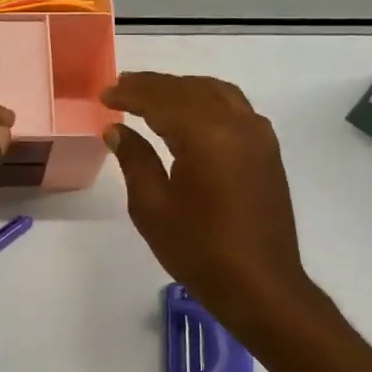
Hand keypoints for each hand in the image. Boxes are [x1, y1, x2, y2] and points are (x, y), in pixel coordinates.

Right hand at [101, 72, 322, 331]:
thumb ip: (135, 160)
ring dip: (181, 89)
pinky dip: (207, 100)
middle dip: (153, 86)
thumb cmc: (199, 250)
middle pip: (189, 90)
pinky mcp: (267, 150)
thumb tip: (117, 129)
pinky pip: (234, 107)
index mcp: (206, 136)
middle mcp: (237, 124)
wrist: (260, 286)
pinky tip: (190, 113)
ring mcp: (258, 135)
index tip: (104, 94)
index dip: (130, 94)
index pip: (161, 100)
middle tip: (121, 87)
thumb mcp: (153, 207)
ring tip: (151, 94)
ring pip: (215, 93)